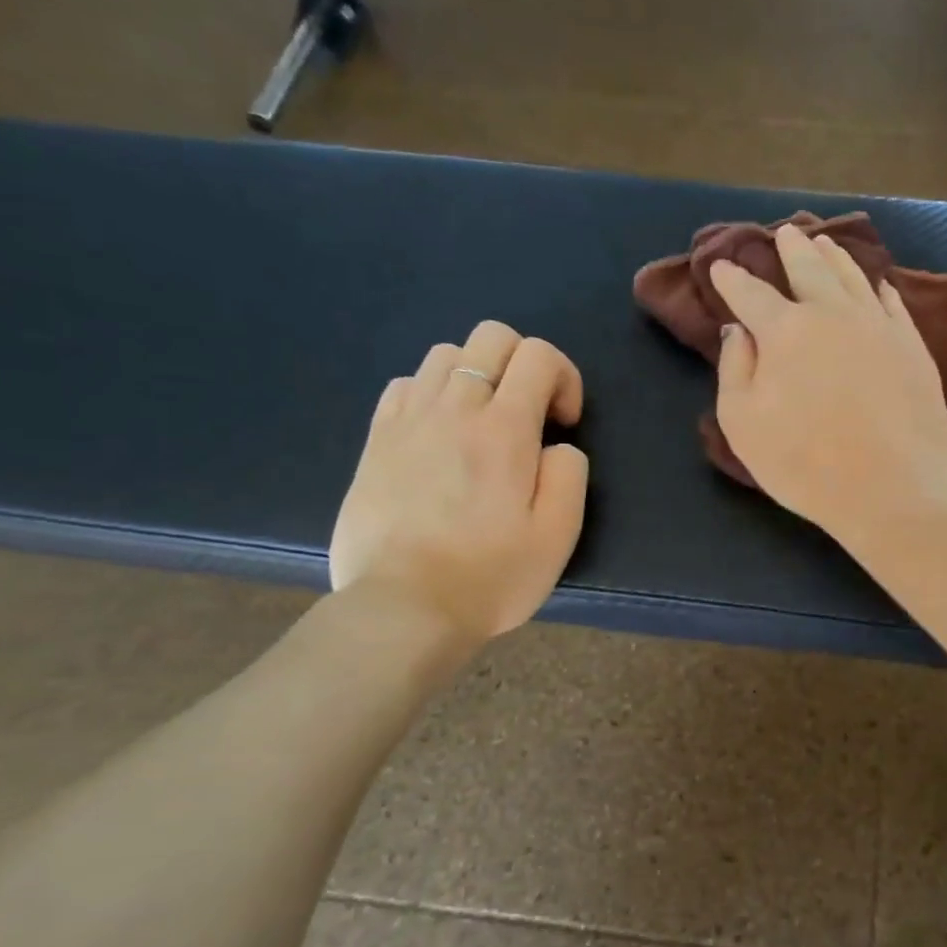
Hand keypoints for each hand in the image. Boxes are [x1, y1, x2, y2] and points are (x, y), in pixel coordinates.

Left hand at [330, 322, 588, 644]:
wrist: (403, 609)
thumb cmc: (490, 576)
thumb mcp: (558, 535)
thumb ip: (570, 474)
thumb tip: (556, 447)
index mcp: (505, 430)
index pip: (539, 355)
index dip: (564, 377)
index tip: (563, 423)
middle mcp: (455, 409)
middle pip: (491, 337)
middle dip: (523, 362)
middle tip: (529, 414)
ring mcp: (408, 420)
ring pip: (445, 354)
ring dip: (477, 375)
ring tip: (483, 423)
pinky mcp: (376, 440)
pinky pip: (406, 385)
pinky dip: (433, 393)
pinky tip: (440, 434)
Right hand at [711, 225, 946, 539]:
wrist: (893, 484)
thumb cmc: (806, 462)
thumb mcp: (744, 425)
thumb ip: (734, 370)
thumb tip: (738, 331)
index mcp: (785, 330)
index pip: (751, 294)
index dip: (732, 279)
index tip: (722, 267)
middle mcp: (832, 314)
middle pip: (808, 269)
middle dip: (791, 249)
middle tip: (784, 233)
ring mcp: (878, 325)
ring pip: (853, 277)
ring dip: (834, 256)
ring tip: (824, 243)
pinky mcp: (912, 345)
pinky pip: (892, 304)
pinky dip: (878, 289)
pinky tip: (877, 285)